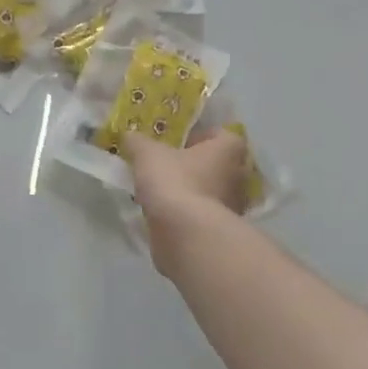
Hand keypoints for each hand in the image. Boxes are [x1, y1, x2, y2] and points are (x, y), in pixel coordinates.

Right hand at [123, 129, 248, 275]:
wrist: (184, 234)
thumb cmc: (174, 182)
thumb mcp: (147, 154)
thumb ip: (138, 142)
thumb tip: (129, 135)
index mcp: (229, 150)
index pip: (221, 134)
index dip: (200, 136)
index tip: (178, 144)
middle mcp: (239, 176)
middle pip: (218, 164)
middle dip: (197, 165)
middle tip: (169, 167)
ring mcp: (233, 206)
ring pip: (212, 191)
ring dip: (193, 191)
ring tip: (164, 193)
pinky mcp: (220, 230)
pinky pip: (203, 214)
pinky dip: (189, 213)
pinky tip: (167, 215)